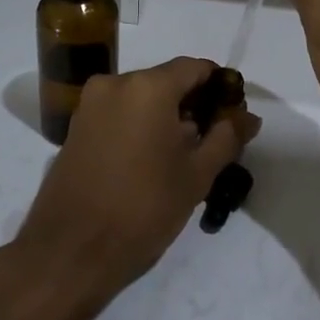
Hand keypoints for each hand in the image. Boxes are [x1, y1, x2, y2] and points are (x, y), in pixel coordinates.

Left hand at [13, 58, 260, 304]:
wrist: (70, 251)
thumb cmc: (143, 209)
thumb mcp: (196, 175)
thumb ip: (226, 138)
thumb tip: (248, 116)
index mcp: (148, 87)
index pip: (194, 67)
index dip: (219, 87)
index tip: (233, 114)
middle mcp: (115, 84)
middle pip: (166, 81)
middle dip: (192, 104)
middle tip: (213, 140)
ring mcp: (90, 105)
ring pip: (140, 99)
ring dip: (165, 118)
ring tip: (183, 157)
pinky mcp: (75, 128)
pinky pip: (118, 114)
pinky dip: (139, 127)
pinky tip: (150, 162)